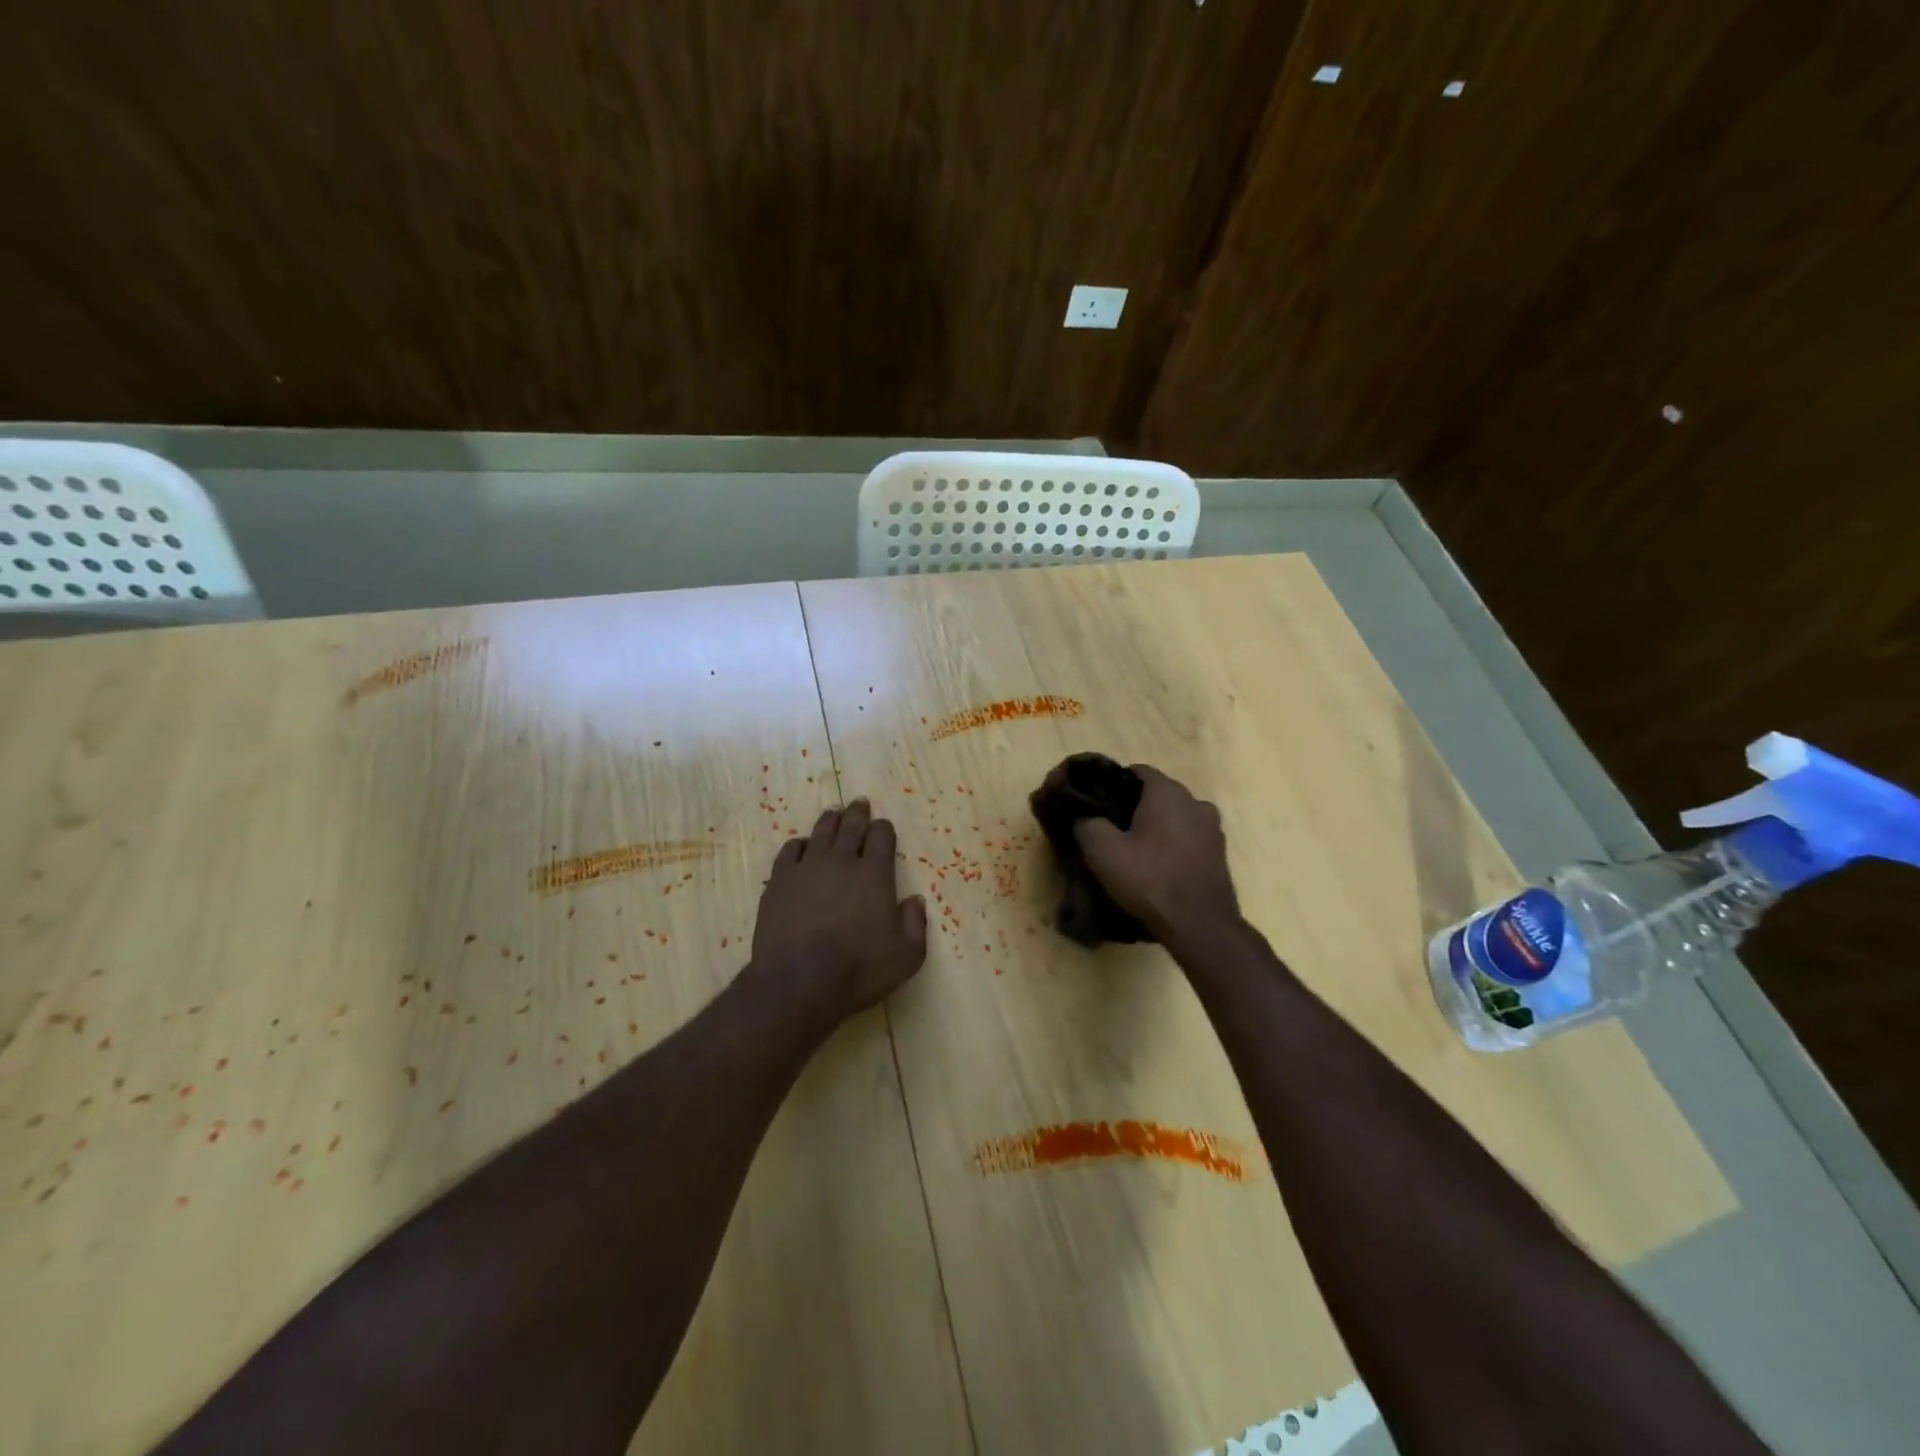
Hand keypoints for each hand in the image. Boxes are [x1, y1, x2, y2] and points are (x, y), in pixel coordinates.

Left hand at [752, 798, 927, 1015]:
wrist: (799, 981)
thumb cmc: (859, 969)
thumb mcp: (906, 955)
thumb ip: (915, 924)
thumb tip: (915, 900)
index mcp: (875, 874)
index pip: (882, 837)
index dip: (884, 829)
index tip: (883, 827)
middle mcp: (842, 861)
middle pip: (851, 826)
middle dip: (858, 814)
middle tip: (860, 803)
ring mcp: (808, 867)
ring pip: (821, 832)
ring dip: (830, 820)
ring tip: (834, 814)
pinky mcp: (780, 880)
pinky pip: (790, 850)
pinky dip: (800, 844)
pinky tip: (802, 846)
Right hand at [1073, 766, 1239, 940]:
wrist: (1199, 924)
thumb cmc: (1148, 878)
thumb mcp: (1102, 850)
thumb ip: (1088, 823)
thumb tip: (1084, 817)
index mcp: (1167, 792)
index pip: (1138, 771)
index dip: (1114, 783)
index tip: (1098, 802)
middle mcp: (1195, 801)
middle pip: (1158, 794)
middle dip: (1136, 806)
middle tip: (1112, 828)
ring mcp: (1213, 829)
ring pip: (1176, 817)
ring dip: (1158, 827)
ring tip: (1136, 850)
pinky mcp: (1219, 855)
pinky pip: (1189, 839)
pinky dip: (1174, 846)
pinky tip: (1158, 867)